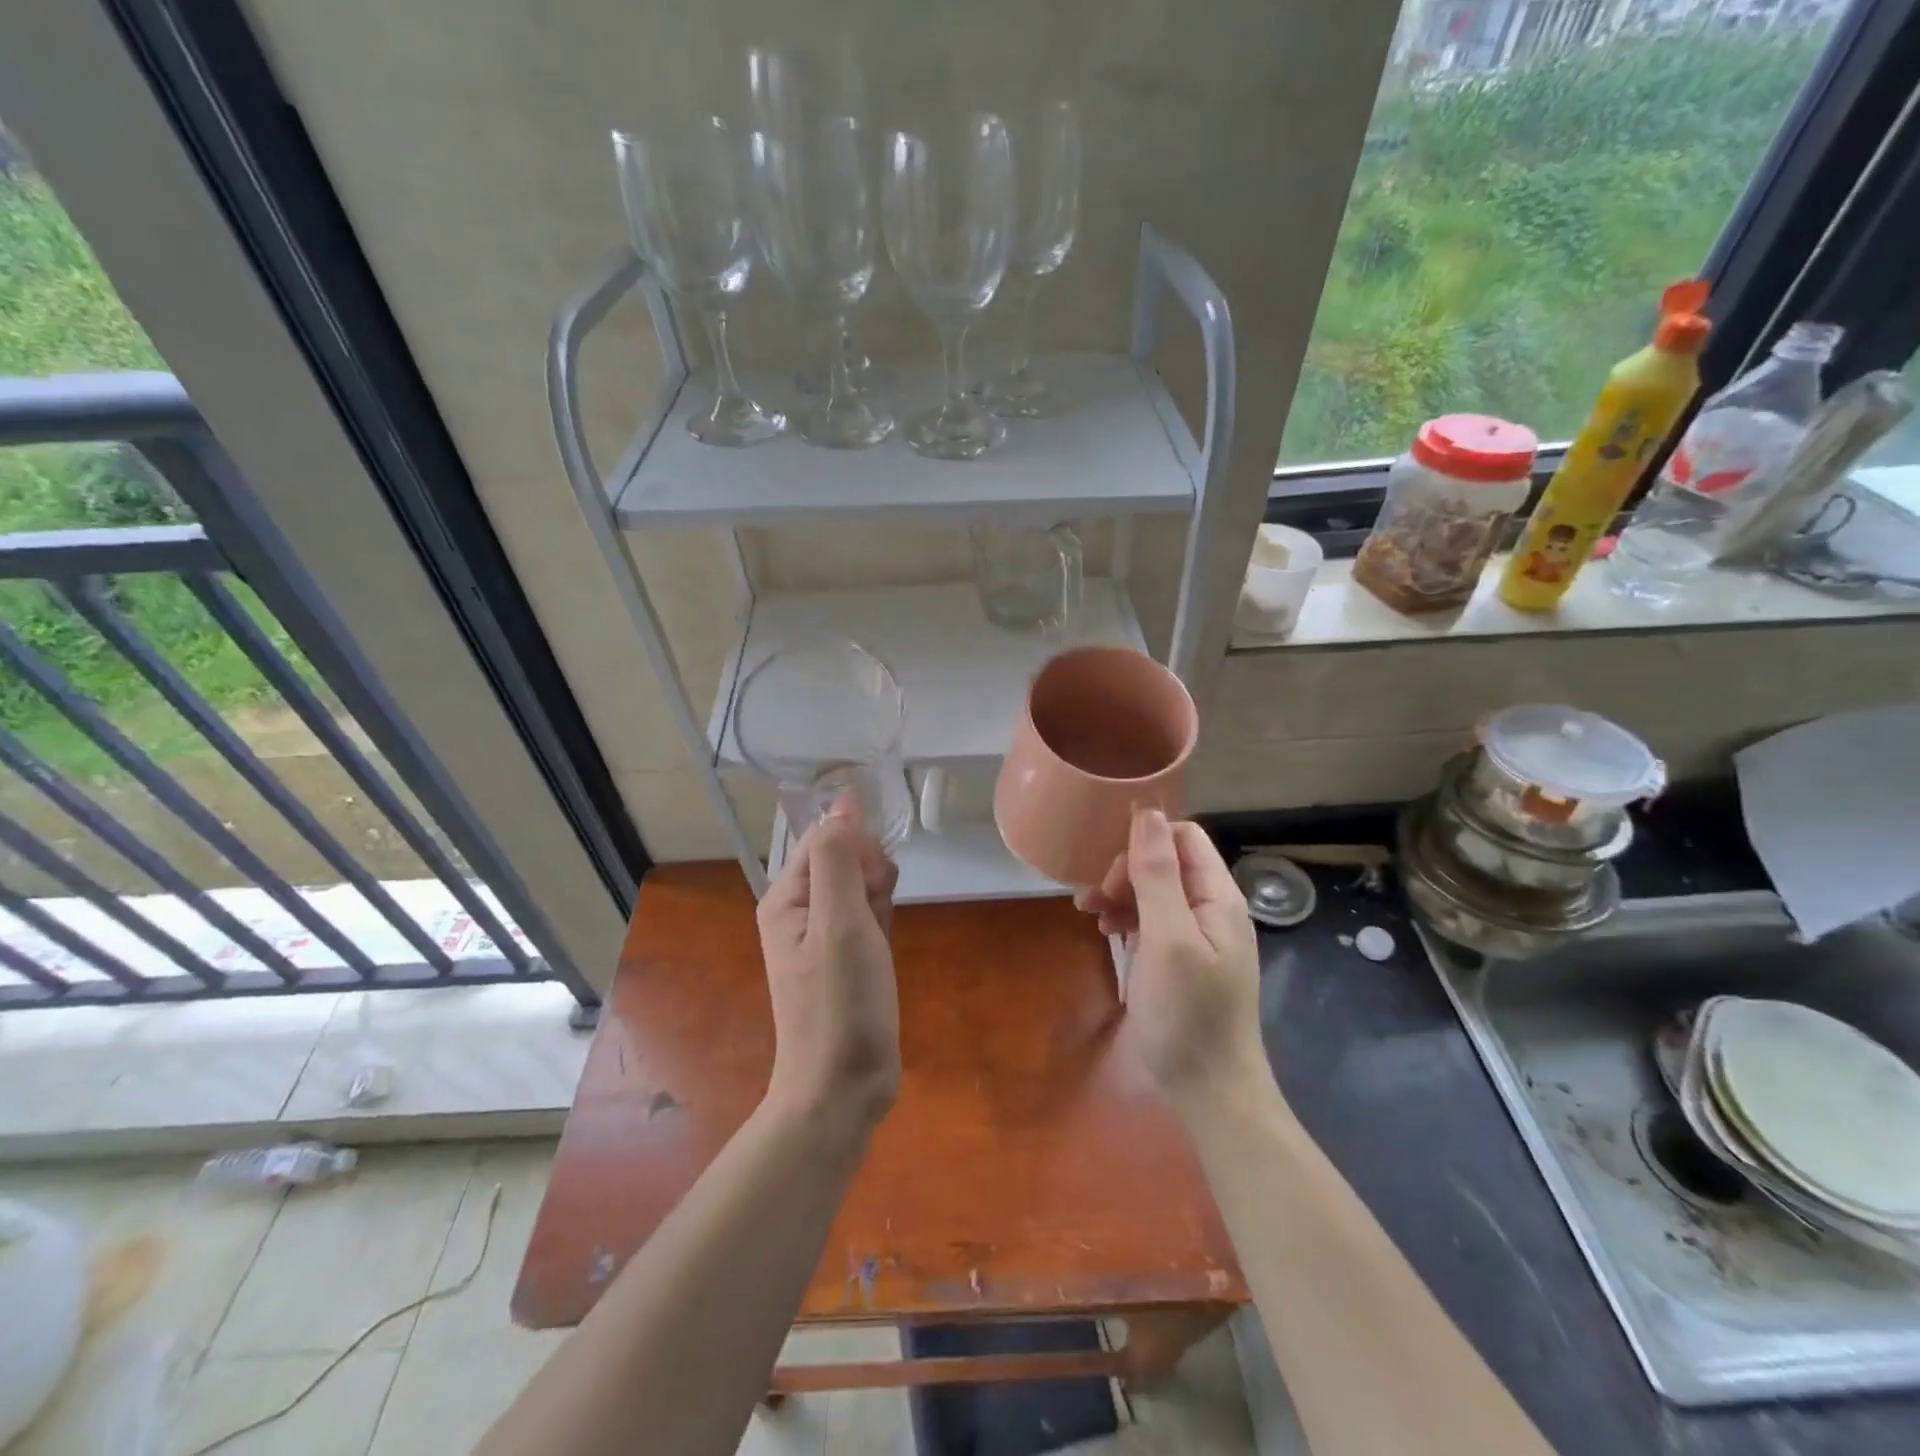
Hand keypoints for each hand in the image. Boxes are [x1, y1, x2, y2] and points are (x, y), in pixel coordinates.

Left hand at [756, 796, 901, 1138]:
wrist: (843, 1086)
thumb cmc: (840, 1003)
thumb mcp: (840, 921)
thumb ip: (839, 858)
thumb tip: (843, 801)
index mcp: (787, 897)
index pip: (825, 837)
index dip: (857, 846)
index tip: (877, 879)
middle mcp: (800, 910)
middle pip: (844, 859)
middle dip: (871, 875)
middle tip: (875, 917)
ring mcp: (823, 935)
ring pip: (861, 886)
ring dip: (880, 900)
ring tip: (879, 939)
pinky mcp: (846, 957)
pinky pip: (868, 915)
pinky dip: (882, 922)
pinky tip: (885, 946)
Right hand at [1079, 810, 1265, 1113]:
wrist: (1210, 1090)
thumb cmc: (1188, 1012)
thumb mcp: (1168, 937)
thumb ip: (1158, 873)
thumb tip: (1147, 811)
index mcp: (1218, 897)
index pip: (1182, 837)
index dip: (1144, 843)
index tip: (1113, 873)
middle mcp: (1211, 909)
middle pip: (1165, 863)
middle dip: (1127, 872)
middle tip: (1096, 900)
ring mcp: (1197, 936)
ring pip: (1154, 891)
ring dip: (1121, 895)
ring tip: (1091, 916)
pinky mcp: (1181, 960)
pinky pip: (1152, 921)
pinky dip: (1127, 920)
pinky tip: (1108, 935)